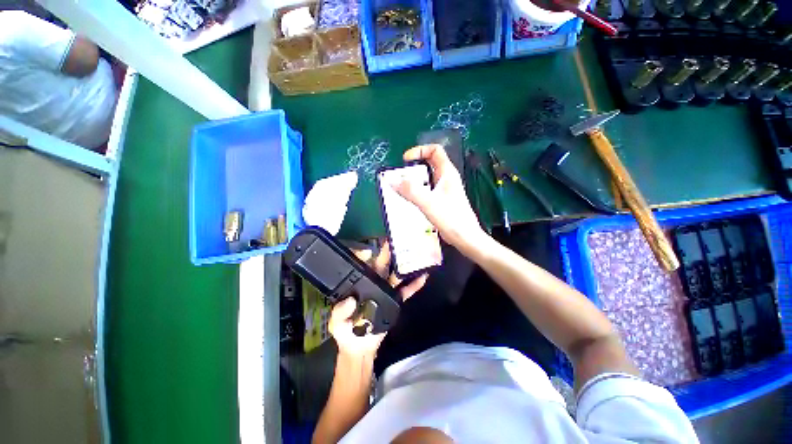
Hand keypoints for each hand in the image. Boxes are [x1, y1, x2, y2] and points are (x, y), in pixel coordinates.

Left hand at [328, 241, 427, 357]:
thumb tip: (351, 300)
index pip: (361, 266)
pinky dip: (414, 284)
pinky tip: (423, 276)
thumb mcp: (336, 323)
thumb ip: (339, 312)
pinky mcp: (395, 301)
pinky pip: (406, 292)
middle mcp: (372, 284)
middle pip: (381, 266)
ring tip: (411, 252)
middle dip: (387, 253)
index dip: (364, 256)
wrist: (359, 348)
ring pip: (395, 275)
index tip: (369, 251)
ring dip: (403, 265)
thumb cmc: (345, 332)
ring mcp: (385, 292)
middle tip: (394, 240)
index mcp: (357, 285)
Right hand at [393, 144, 486, 251]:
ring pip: (427, 177)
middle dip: (413, 166)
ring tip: (401, 188)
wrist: (465, 238)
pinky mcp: (441, 200)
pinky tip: (409, 200)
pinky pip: (427, 189)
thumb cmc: (452, 219)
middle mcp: (446, 178)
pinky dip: (417, 190)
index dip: (419, 150)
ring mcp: (444, 190)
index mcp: (447, 173)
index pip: (435, 150)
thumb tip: (392, 180)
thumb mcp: (429, 203)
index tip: (405, 160)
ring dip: (413, 180)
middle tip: (400, 177)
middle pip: (429, 163)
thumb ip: (411, 191)